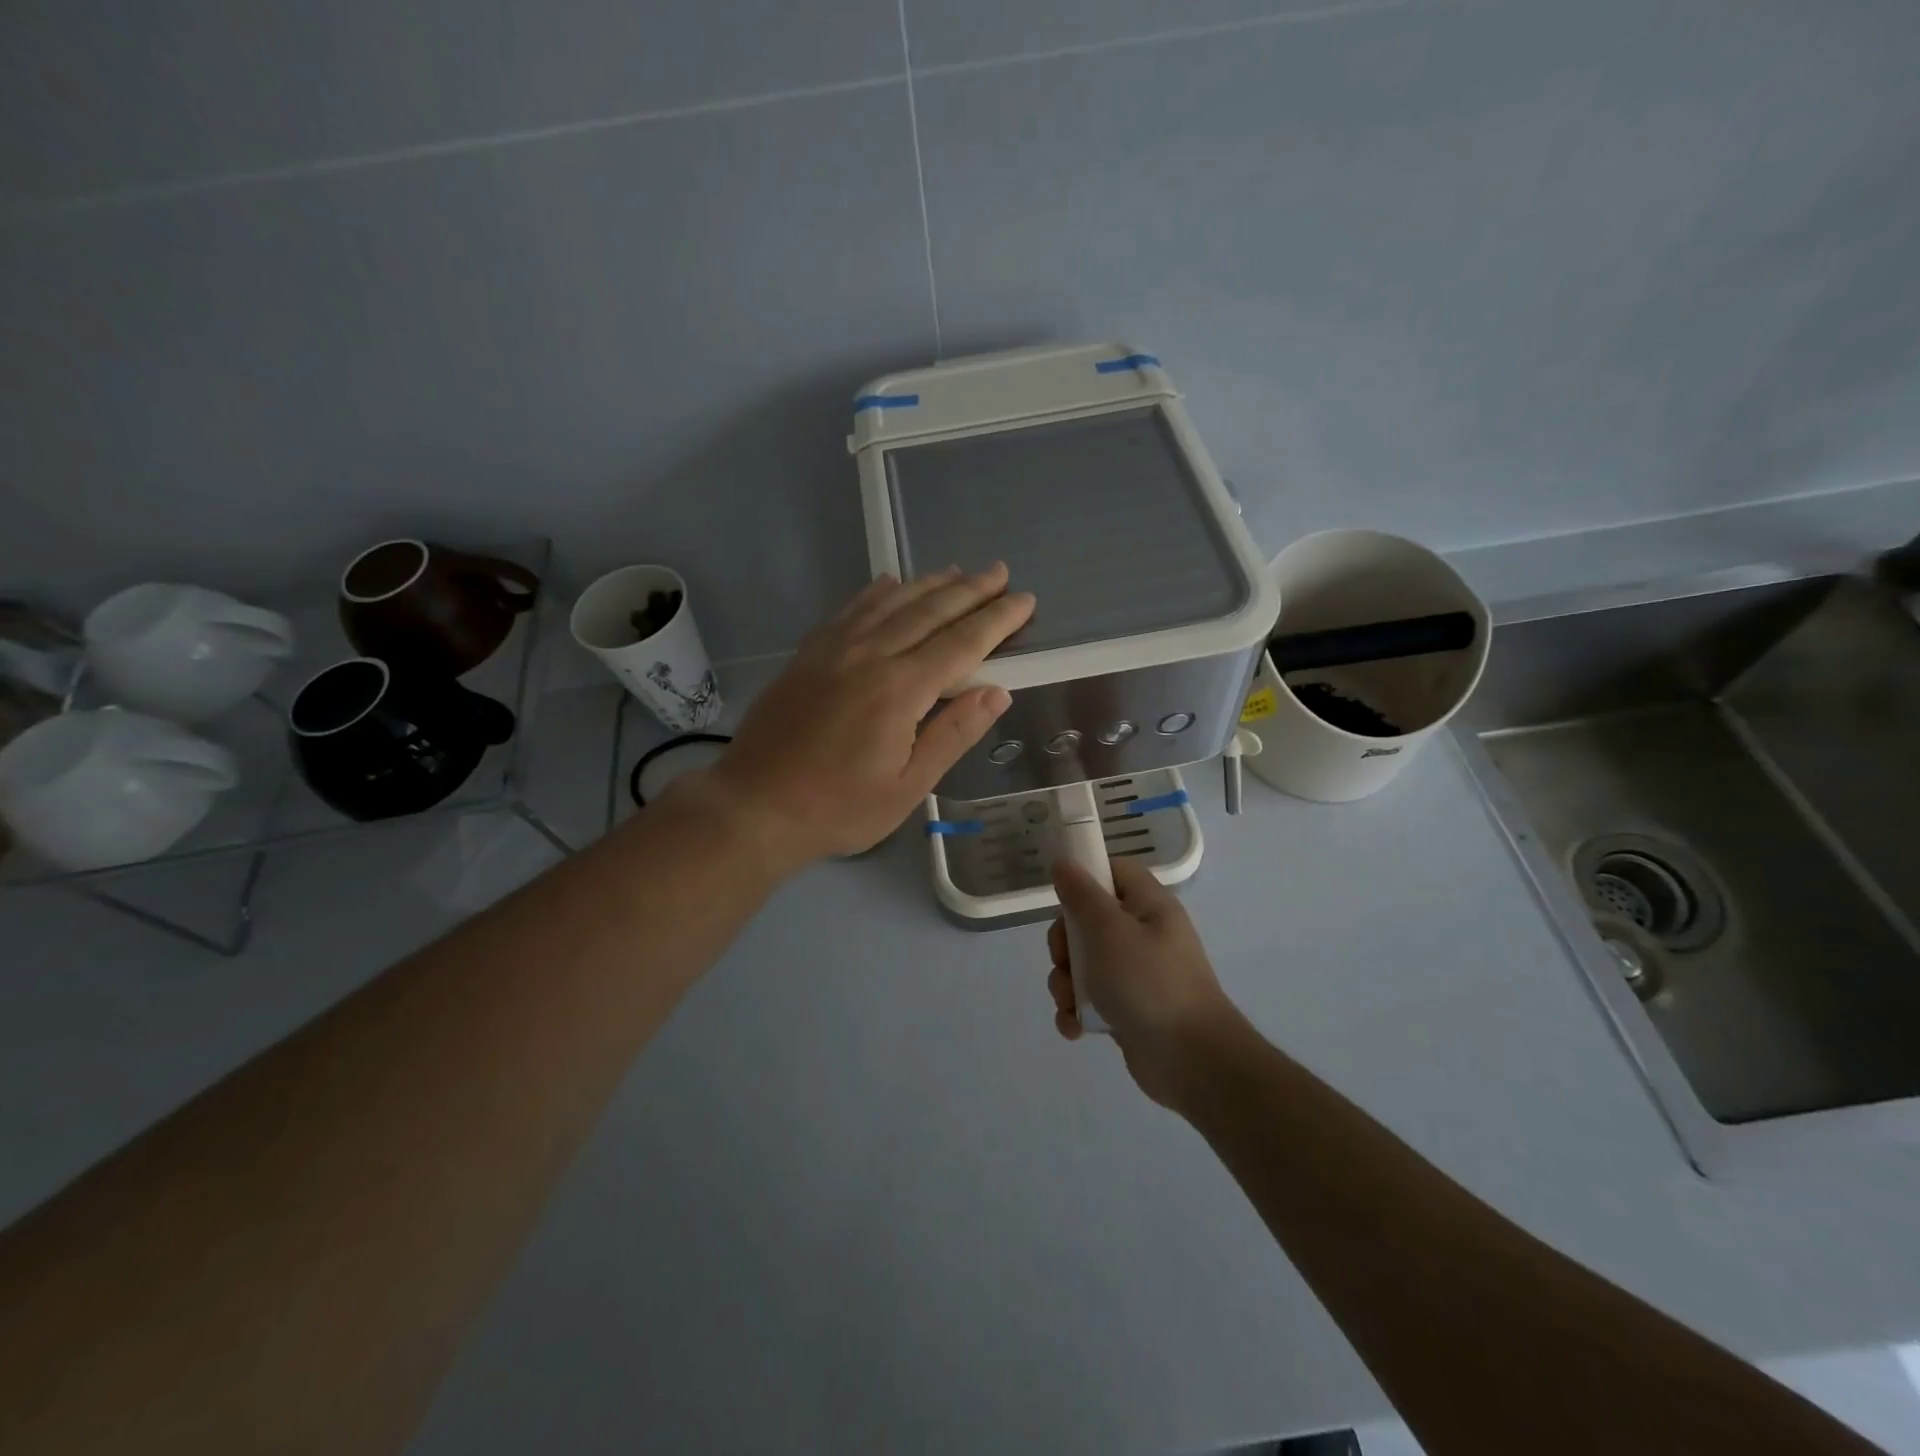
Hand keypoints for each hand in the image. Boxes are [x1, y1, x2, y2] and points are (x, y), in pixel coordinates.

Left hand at [690, 565, 1034, 874]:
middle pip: (930, 612)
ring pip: (891, 603)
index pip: (962, 644)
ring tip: (957, 572)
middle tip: (1000, 573)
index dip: (997, 620)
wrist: (755, 806)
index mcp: (900, 690)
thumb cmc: (839, 807)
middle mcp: (870, 656)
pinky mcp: (808, 654)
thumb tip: (997, 692)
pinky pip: (851, 610)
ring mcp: (834, 650)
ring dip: (929, 584)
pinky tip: (890, 583)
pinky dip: (877, 592)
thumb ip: (953, 734)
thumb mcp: (908, 787)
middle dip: (970, 590)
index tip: (1024, 600)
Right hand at [1047, 857, 1244, 1106]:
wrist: (1193, 1061)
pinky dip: (1078, 1012)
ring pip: (1085, 963)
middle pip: (1089, 920)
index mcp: (1149, 905)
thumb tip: (1064, 862)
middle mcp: (1145, 934)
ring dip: (1067, 983)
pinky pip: (1093, 999)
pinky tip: (1075, 1028)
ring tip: (1069, 1003)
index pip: (1114, 872)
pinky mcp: (1129, 1009)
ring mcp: (1138, 974)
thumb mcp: (1108, 930)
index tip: (1061, 900)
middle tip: (1064, 961)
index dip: (1085, 879)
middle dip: (1065, 944)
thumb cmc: (1149, 982)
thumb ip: (1081, 895)